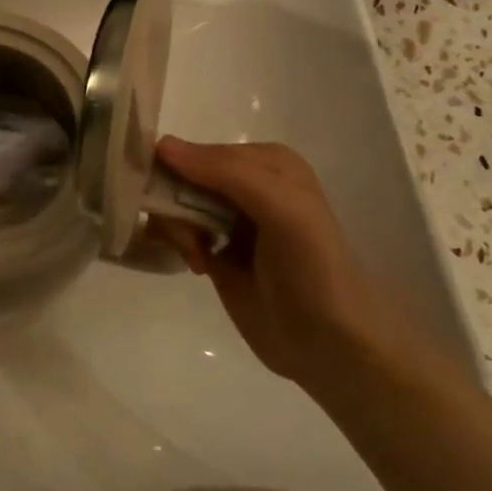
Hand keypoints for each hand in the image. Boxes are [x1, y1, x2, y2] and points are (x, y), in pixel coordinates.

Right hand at [154, 138, 415, 397]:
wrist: (330, 345)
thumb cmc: (312, 268)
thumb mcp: (281, 209)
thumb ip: (225, 172)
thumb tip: (160, 145)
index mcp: (266, 161)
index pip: (199, 152)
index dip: (177, 173)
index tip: (171, 204)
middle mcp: (246, 182)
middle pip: (181, 178)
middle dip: (176, 206)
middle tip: (194, 238)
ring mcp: (229, 217)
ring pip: (174, 204)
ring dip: (177, 229)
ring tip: (199, 258)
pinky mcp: (216, 249)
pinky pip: (176, 230)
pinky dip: (177, 244)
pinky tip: (198, 266)